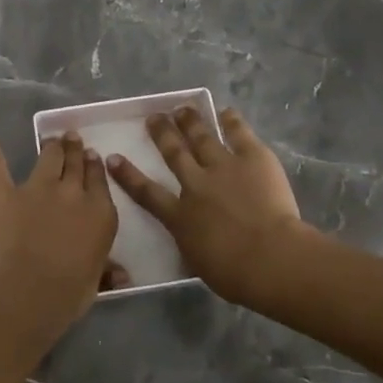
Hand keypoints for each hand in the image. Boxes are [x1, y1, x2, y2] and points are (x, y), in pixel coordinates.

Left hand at [0, 114, 122, 331]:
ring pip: (48, 155)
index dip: (94, 166)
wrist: (32, 290)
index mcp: (99, 211)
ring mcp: (37, 187)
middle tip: (72, 139)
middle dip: (75, 149)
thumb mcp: (97, 281)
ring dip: (52, 145)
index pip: (98, 179)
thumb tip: (123, 276)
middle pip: (75, 162)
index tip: (92, 157)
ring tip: (53, 137)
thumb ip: (108, 271)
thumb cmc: (70, 291)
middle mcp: (72, 191)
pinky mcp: (5, 191)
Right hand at [107, 106, 306, 306]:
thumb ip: (191, 243)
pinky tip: (225, 112)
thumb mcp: (198, 261)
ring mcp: (223, 167)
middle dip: (162, 133)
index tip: (113, 158)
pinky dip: (231, 121)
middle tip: (154, 117)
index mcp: (180, 217)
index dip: (128, 175)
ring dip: (190, 121)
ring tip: (182, 108)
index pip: (146, 193)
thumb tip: (192, 238)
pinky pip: (238, 134)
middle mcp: (196, 184)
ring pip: (201, 137)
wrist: (269, 257)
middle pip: (174, 153)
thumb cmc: (235, 274)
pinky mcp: (252, 158)